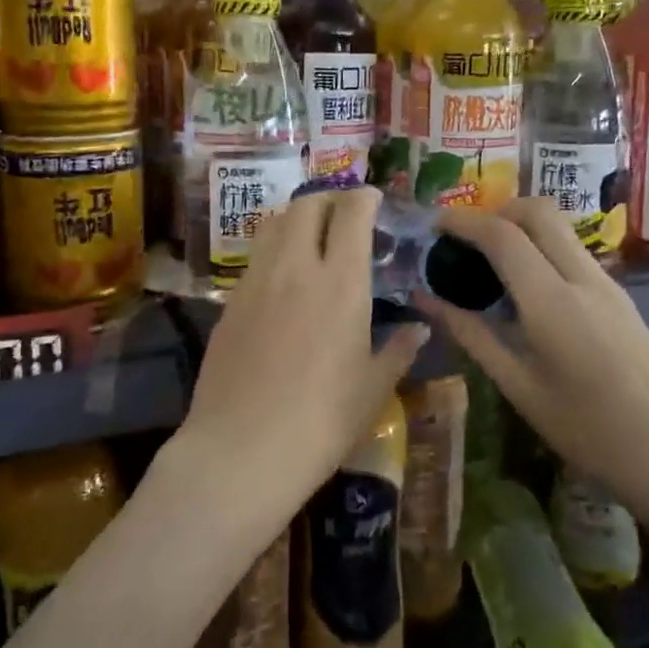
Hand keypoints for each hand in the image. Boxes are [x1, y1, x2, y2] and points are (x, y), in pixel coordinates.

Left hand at [179, 188, 425, 508]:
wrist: (241, 451)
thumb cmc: (321, 422)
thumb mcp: (372, 389)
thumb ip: (398, 350)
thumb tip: (419, 329)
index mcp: (340, 282)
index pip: (351, 213)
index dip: (364, 197)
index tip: (373, 199)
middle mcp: (295, 267)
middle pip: (306, 205)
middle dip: (328, 200)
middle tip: (343, 216)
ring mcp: (256, 281)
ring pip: (273, 223)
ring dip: (296, 218)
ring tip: (311, 238)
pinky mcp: (229, 302)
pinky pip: (255, 257)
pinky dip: (273, 250)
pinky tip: (283, 280)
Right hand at [415, 198, 648, 507]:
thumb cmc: (585, 429)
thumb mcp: (517, 386)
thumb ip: (470, 333)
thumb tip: (424, 299)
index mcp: (552, 302)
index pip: (503, 236)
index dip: (464, 221)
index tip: (434, 224)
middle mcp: (582, 278)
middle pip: (538, 212)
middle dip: (496, 210)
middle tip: (466, 239)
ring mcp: (607, 283)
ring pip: (559, 227)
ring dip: (520, 227)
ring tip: (489, 262)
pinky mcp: (620, 295)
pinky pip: (573, 250)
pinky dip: (541, 247)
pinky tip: (525, 288)